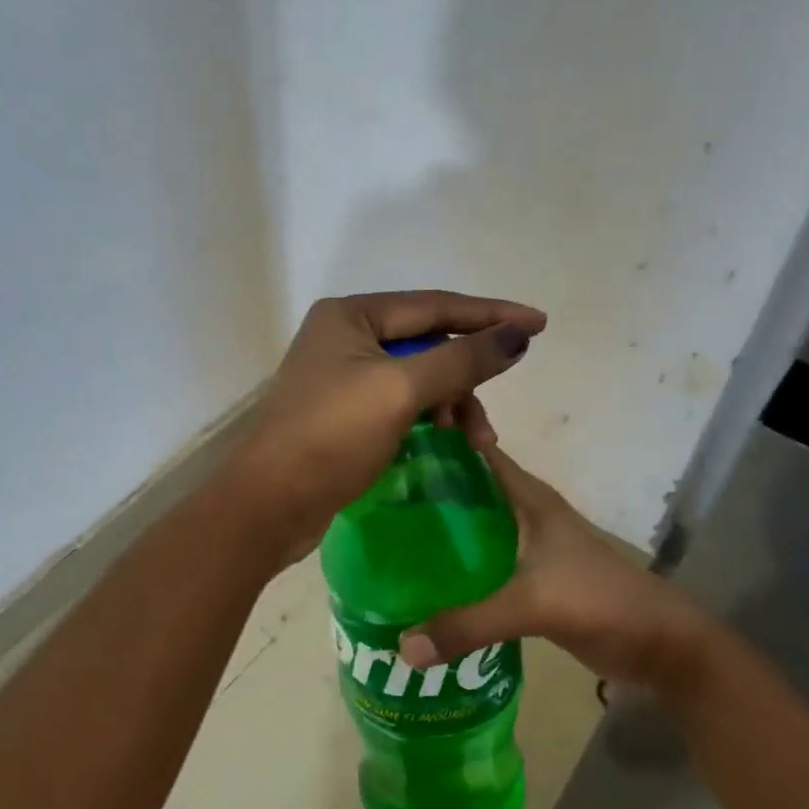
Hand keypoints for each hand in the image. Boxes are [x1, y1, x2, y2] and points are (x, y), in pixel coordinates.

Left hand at [228, 290, 545, 560]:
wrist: (269, 503)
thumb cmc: (332, 436)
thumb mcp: (401, 391)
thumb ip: (462, 359)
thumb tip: (517, 335)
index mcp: (351, 315)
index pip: (435, 305)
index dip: (490, 315)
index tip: (540, 324)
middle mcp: (345, 336)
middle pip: (428, 343)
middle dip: (466, 378)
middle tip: (490, 419)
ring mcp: (343, 376)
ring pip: (418, 377)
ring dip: (451, 404)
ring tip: (474, 442)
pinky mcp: (345, 413)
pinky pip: (402, 403)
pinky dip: (429, 419)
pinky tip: (446, 441)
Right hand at [397, 444, 726, 691]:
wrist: (661, 645)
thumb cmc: (602, 601)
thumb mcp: (533, 606)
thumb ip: (468, 624)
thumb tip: (402, 646)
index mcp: (528, 498)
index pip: (475, 453)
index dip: (436, 445)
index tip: (386, 450)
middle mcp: (524, 515)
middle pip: (467, 492)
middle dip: (424, 494)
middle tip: (372, 503)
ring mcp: (527, 549)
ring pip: (473, 530)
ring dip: (438, 535)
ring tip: (384, 542)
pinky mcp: (529, 581)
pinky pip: (481, 566)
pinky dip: (455, 571)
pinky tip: (423, 585)